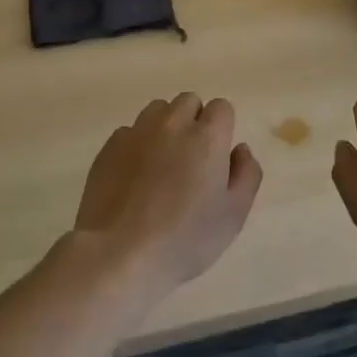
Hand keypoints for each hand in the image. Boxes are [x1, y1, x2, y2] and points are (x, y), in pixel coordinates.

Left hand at [72, 93, 262, 304]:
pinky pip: (130, 131)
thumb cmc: (184, 239)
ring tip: (162, 163)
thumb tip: (240, 149)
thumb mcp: (234, 215)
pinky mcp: (109, 147)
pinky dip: (137, 144)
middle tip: (191, 160)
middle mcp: (172, 123)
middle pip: (188, 101)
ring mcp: (137, 132)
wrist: (118, 255)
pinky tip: (134, 177)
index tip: (217, 157)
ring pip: (157, 111)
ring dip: (165, 127)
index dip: (222, 129)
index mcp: (207, 136)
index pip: (221, 107)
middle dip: (194, 121)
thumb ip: (247, 174)